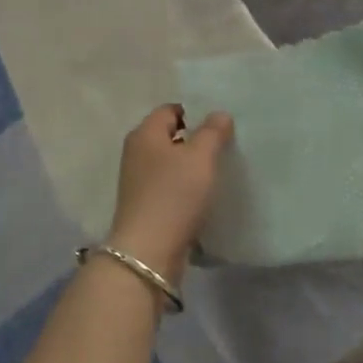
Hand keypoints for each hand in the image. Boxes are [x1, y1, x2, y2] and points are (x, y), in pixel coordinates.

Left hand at [107, 105, 233, 285]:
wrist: (149, 252)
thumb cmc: (174, 195)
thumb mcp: (200, 157)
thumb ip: (212, 132)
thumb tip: (219, 114)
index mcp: (144, 134)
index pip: (170, 110)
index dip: (195, 112)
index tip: (221, 124)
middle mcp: (137, 153)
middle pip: (170, 136)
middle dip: (196, 139)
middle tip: (226, 146)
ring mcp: (139, 181)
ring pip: (171, 163)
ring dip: (192, 166)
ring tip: (220, 170)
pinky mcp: (146, 205)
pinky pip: (170, 187)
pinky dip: (186, 188)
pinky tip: (205, 195)